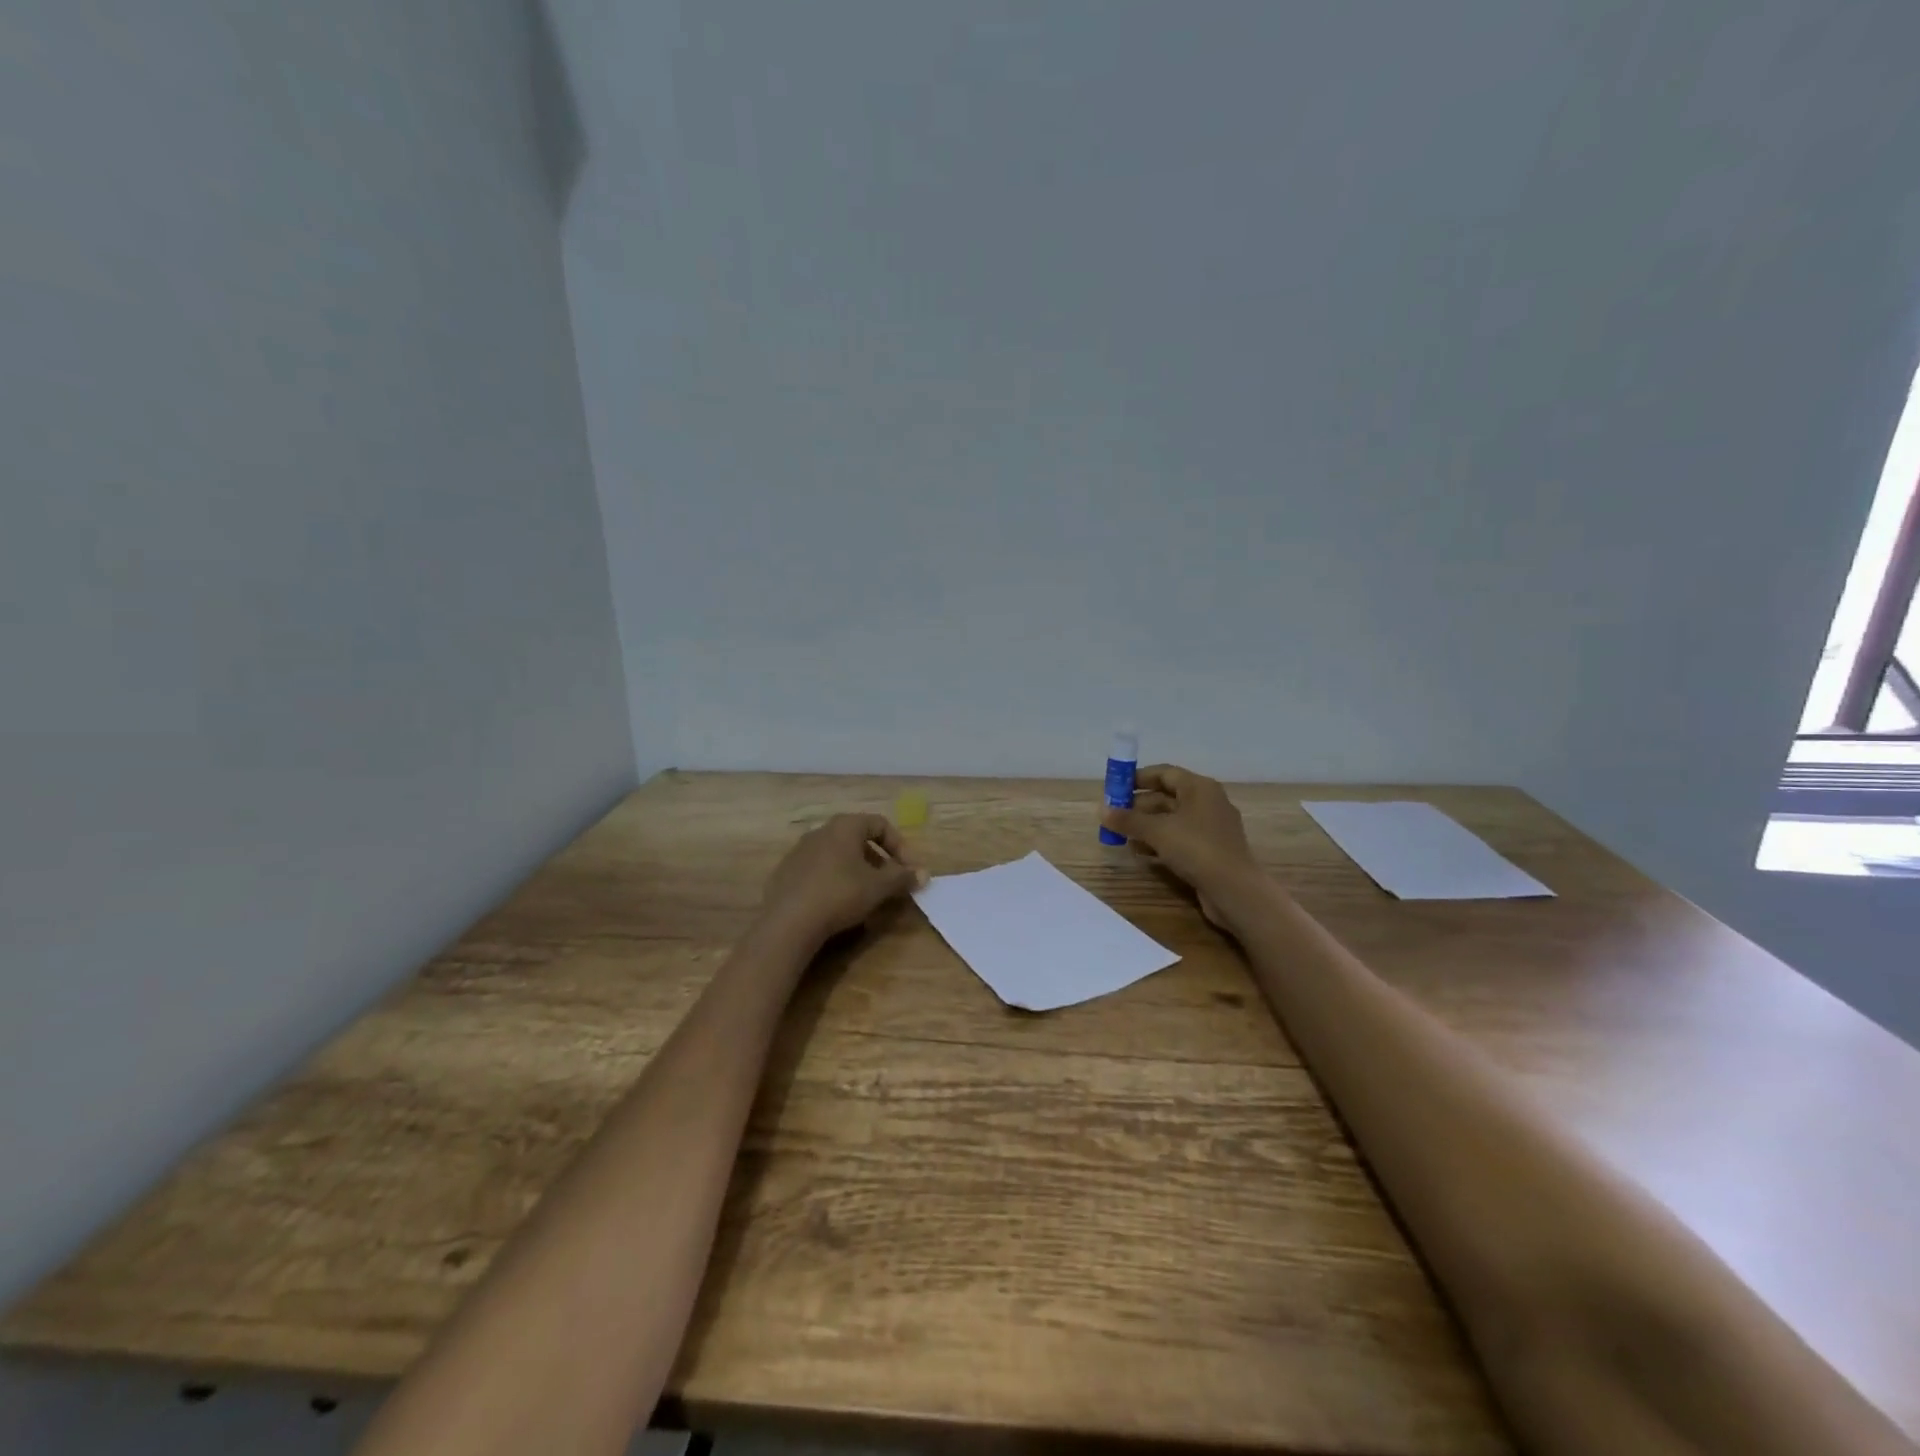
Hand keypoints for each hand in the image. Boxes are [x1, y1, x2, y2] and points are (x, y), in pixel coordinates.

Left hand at [758, 813, 925, 947]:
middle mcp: (821, 831)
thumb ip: (903, 877)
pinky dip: (834, 881)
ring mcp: (799, 851)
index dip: (900, 845)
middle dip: (879, 860)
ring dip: (857, 871)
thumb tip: (924, 874)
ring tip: (865, 896)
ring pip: (838, 855)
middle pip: (858, 839)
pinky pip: (819, 870)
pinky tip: (837, 904)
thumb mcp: (878, 887)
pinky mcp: (786, 873)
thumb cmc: (840, 894)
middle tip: (889, 884)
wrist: (788, 922)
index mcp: (844, 826)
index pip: (880, 824)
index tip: (908, 870)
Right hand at [1101, 765, 1258, 926]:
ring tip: (1121, 836)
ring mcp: (1211, 828)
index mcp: (1199, 788)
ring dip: (1146, 826)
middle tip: (1113, 816)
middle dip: (1138, 806)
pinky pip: (1180, 838)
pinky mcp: (1210, 851)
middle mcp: (1207, 802)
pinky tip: (1141, 853)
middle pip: (1167, 797)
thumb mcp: (1157, 831)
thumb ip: (1128, 820)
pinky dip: (1160, 842)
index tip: (1115, 788)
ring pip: (1172, 820)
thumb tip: (1102, 811)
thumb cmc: (1196, 849)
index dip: (1138, 778)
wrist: (1235, 890)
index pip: (1164, 773)